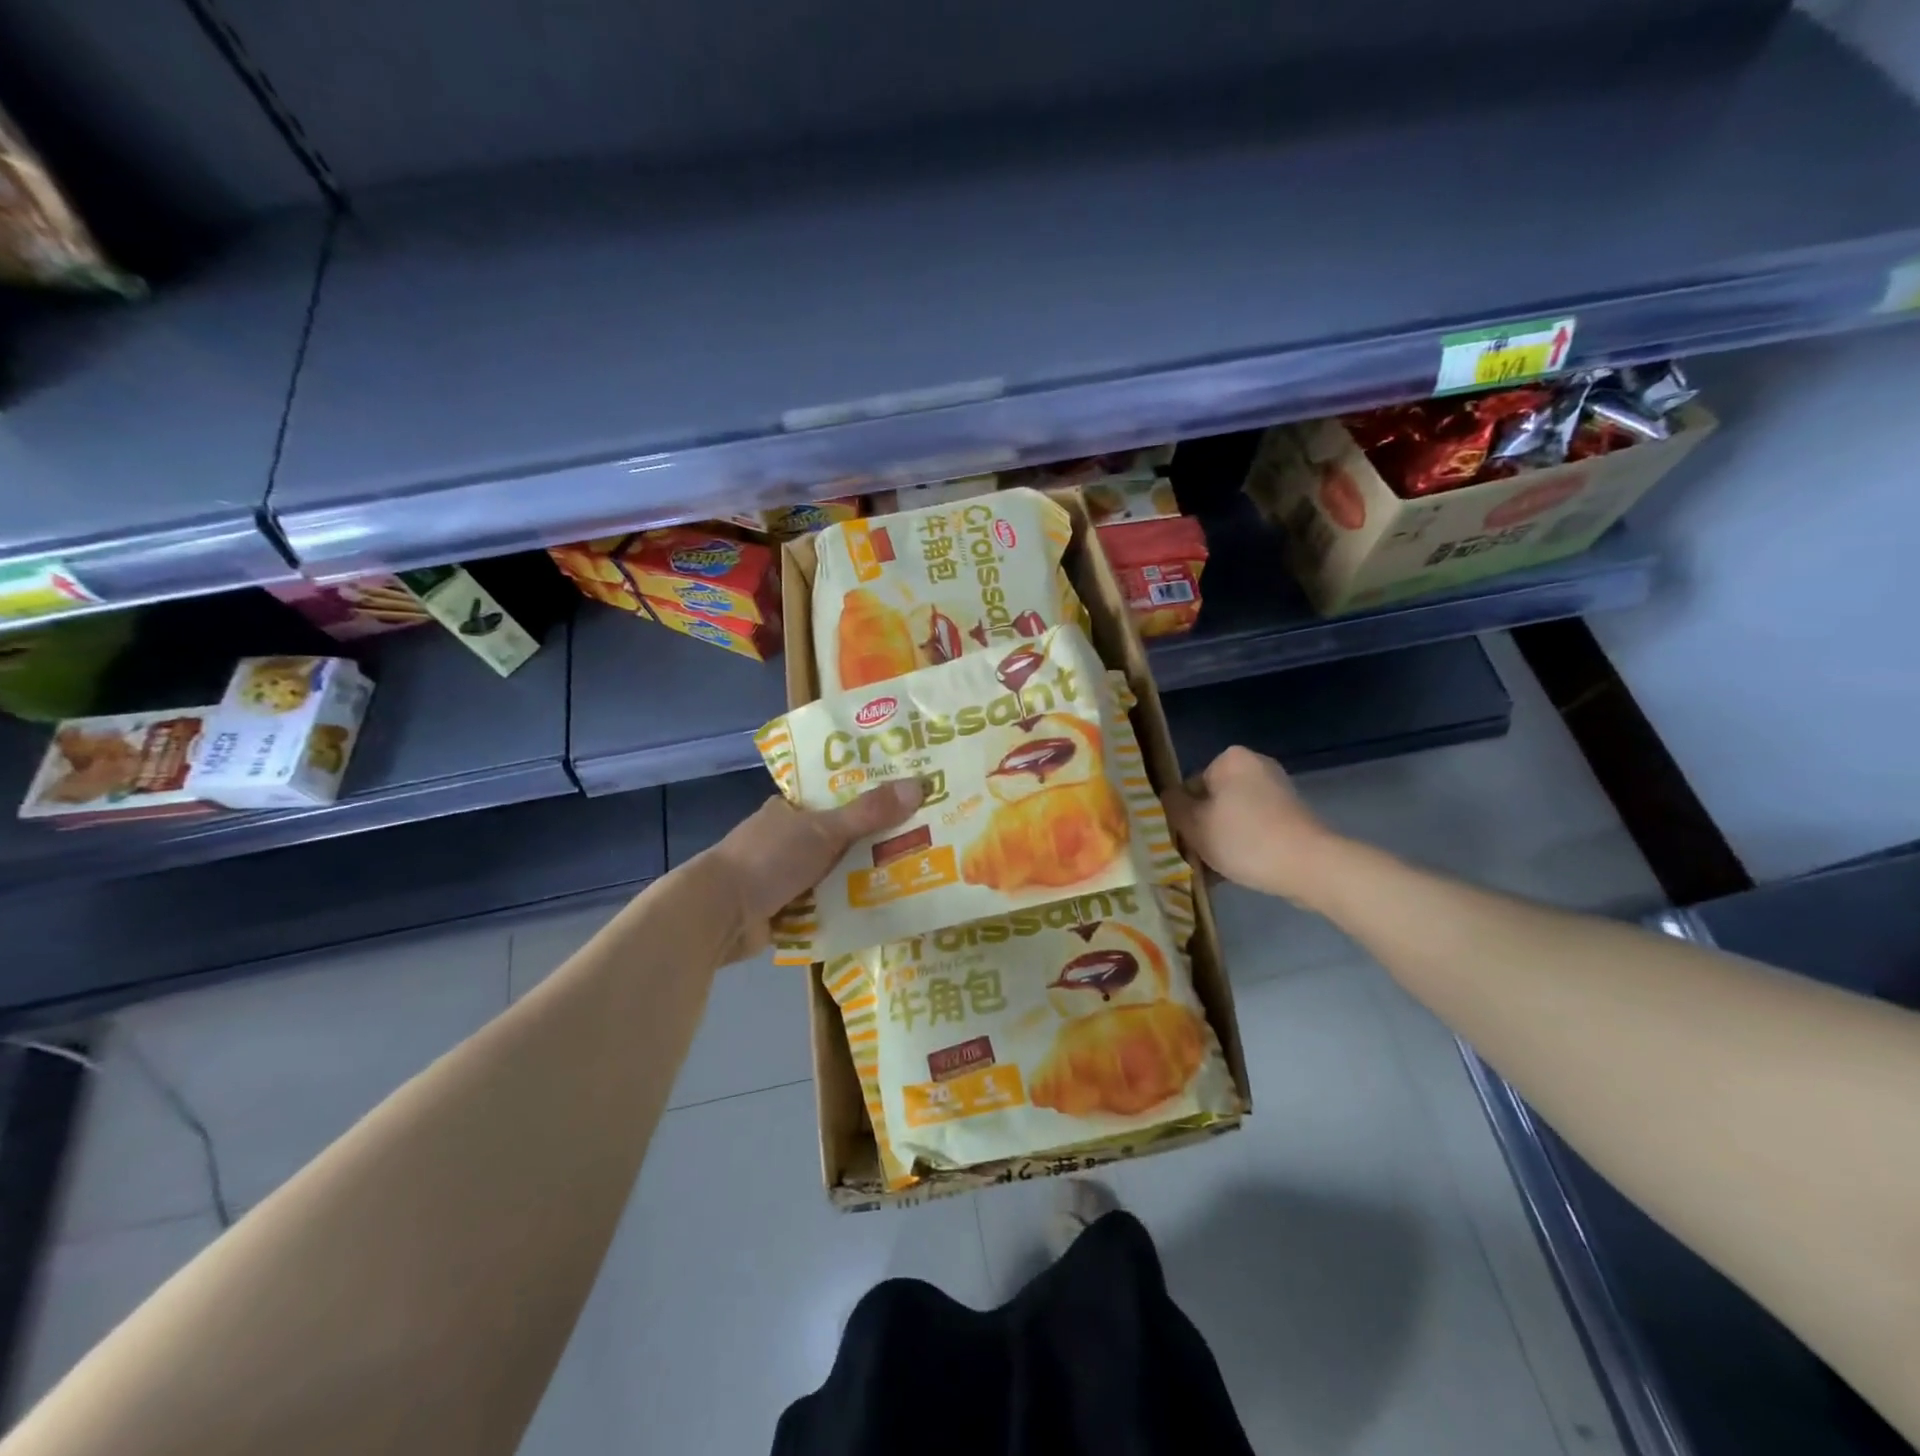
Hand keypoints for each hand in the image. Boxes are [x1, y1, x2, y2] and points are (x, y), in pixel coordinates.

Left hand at [706, 779, 924, 954]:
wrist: (719, 914)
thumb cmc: (769, 858)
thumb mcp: (824, 830)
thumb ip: (869, 812)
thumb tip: (920, 785)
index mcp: (791, 810)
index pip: (838, 797)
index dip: (872, 798)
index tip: (909, 801)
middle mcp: (789, 840)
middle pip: (842, 838)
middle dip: (876, 843)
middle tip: (925, 841)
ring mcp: (786, 876)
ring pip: (837, 873)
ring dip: (865, 878)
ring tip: (917, 875)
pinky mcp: (787, 909)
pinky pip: (828, 905)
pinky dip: (848, 907)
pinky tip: (884, 908)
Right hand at [1162, 746, 1332, 905]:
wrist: (1309, 866)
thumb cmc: (1244, 840)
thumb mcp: (1194, 825)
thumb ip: (1173, 806)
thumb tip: (1169, 796)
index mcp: (1230, 759)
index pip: (1190, 786)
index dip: (1183, 816)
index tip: (1186, 841)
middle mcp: (1256, 765)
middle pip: (1213, 800)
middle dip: (1205, 827)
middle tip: (1200, 857)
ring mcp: (1278, 789)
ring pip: (1234, 816)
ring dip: (1223, 839)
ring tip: (1218, 870)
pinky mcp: (1293, 814)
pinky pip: (1256, 826)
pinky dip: (1246, 843)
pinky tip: (1240, 869)